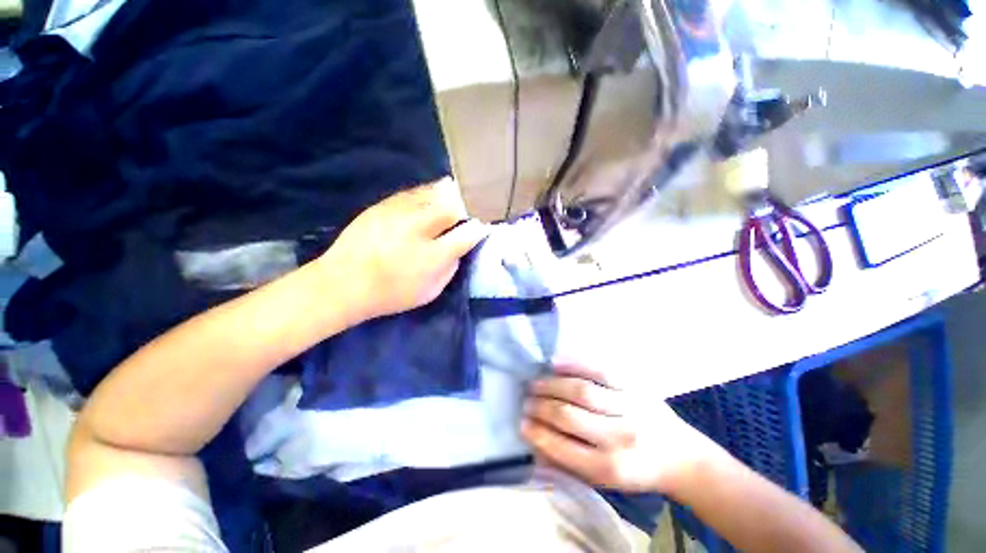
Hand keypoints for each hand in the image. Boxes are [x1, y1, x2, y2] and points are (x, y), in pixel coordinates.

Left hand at [318, 178, 487, 322]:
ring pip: (433, 193)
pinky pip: (413, 193)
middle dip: (465, 205)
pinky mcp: (383, 205)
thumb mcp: (430, 290)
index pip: (467, 234)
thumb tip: (461, 246)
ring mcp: (399, 212)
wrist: (343, 283)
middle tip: (470, 207)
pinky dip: (426, 193)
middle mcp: (420, 227)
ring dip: (448, 194)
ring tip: (455, 193)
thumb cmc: (392, 292)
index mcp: (434, 253)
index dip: (478, 229)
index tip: (482, 228)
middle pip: (452, 205)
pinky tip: (428, 196)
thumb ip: (451, 266)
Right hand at [521, 363, 726, 493]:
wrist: (680, 456)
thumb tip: (536, 443)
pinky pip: (599, 370)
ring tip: (535, 383)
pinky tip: (554, 363)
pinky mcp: (634, 386)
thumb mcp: (605, 480)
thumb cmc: (637, 470)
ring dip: (551, 385)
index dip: (537, 433)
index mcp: (610, 468)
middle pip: (568, 415)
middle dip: (540, 406)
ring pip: (580, 390)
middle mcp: (619, 437)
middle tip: (526, 401)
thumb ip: (570, 462)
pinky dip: (573, 364)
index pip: (562, 446)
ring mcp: (628, 407)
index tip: (522, 423)